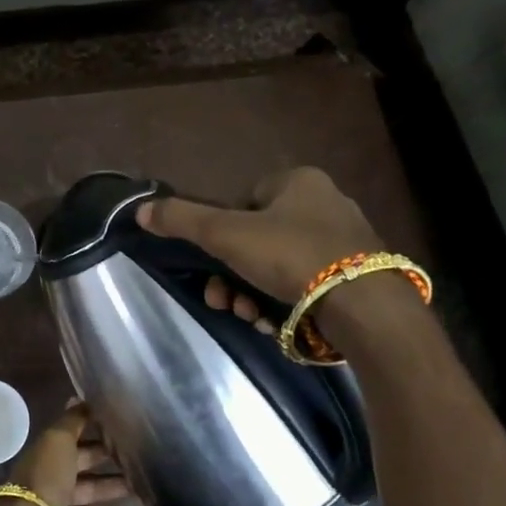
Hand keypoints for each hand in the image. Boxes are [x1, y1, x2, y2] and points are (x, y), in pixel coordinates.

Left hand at [5, 404, 137, 505]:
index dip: (100, 448)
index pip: (78, 452)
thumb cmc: (45, 480)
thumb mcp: (58, 440)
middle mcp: (51, 490)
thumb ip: (72, 421)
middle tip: (139, 482)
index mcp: (50, 462)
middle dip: (110, 482)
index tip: (127, 446)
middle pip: (85, 485)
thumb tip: (80, 396)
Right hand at [135, 167, 386, 333]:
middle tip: (223, 299)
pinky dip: (284, 304)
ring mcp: (347, 243)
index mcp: (300, 182)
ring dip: (253, 293)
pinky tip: (275, 323)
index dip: (223, 233)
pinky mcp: (359, 278)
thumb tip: (141, 210)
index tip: (214, 261)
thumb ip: (182, 219)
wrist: (364, 307)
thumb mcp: (225, 234)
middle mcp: (327, 204)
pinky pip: (307, 286)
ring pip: (279, 267)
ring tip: (249, 316)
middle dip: (233, 274)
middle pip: (258, 239)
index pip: (245, 200)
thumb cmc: (291, 256)